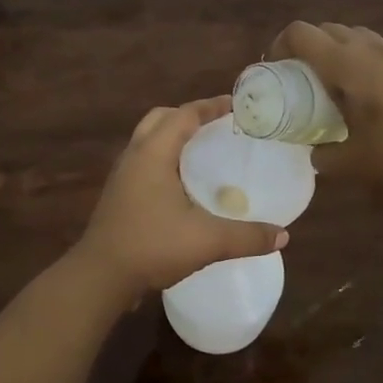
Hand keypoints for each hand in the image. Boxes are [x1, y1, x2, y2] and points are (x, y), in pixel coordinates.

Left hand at [70, 97, 288, 301]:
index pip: (184, 115)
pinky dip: (163, 158)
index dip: (210, 106)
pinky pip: (143, 161)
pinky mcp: (118, 194)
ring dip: (172, 137)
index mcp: (153, 152)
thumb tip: (282, 234)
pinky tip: (181, 184)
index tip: (235, 105)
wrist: (100, 276)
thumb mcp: (206, 241)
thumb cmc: (151, 246)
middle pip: (161, 118)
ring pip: (148, 139)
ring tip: (202, 151)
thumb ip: (246, 236)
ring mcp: (122, 175)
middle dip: (188, 116)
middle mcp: (134, 155)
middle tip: (217, 126)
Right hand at [271, 21, 382, 200]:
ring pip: (352, 35)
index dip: (279, 45)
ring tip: (327, 83)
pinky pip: (372, 49)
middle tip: (297, 78)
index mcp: (346, 66)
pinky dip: (356, 59)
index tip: (275, 71)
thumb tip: (313, 150)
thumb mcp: (347, 165)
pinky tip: (359, 93)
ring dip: (332, 49)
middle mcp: (368, 52)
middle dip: (305, 46)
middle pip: (326, 29)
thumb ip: (321, 154)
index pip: (301, 33)